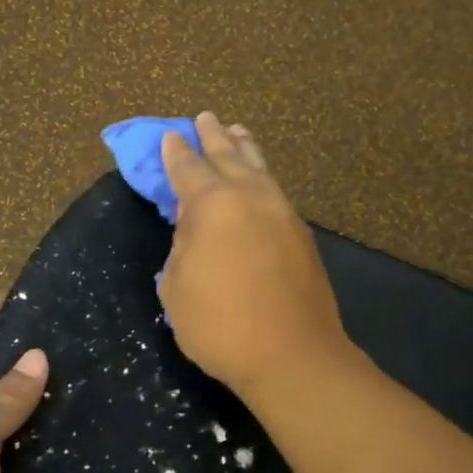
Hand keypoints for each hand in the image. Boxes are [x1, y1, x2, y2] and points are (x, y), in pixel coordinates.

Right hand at [158, 113, 348, 401]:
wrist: (291, 355)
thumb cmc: (220, 325)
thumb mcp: (177, 288)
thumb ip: (181, 248)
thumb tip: (194, 229)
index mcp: (212, 205)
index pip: (188, 169)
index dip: (176, 152)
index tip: (171, 136)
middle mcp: (250, 197)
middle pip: (228, 156)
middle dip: (213, 136)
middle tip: (205, 118)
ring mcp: (282, 213)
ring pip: (259, 168)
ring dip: (244, 148)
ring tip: (237, 132)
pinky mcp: (301, 234)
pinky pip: (275, 191)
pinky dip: (262, 176)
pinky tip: (259, 179)